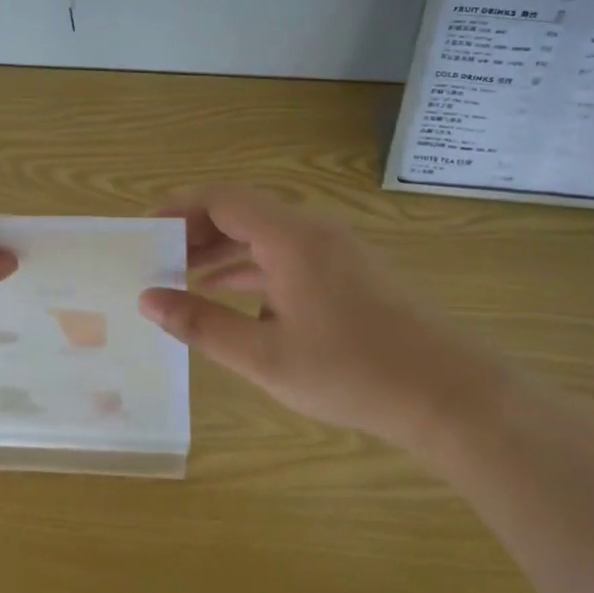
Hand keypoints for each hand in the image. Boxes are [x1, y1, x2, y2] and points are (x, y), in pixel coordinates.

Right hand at [137, 187, 506, 448]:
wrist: (447, 393)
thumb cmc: (350, 371)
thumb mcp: (264, 355)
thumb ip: (202, 324)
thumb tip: (148, 299)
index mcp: (290, 236)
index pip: (222, 199)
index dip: (180, 209)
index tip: (146, 233)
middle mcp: (313, 230)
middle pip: (244, 213)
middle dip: (198, 234)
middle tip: (159, 262)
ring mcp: (337, 249)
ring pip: (268, 237)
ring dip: (226, 253)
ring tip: (186, 280)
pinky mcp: (352, 271)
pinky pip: (291, 256)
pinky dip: (257, 270)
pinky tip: (238, 302)